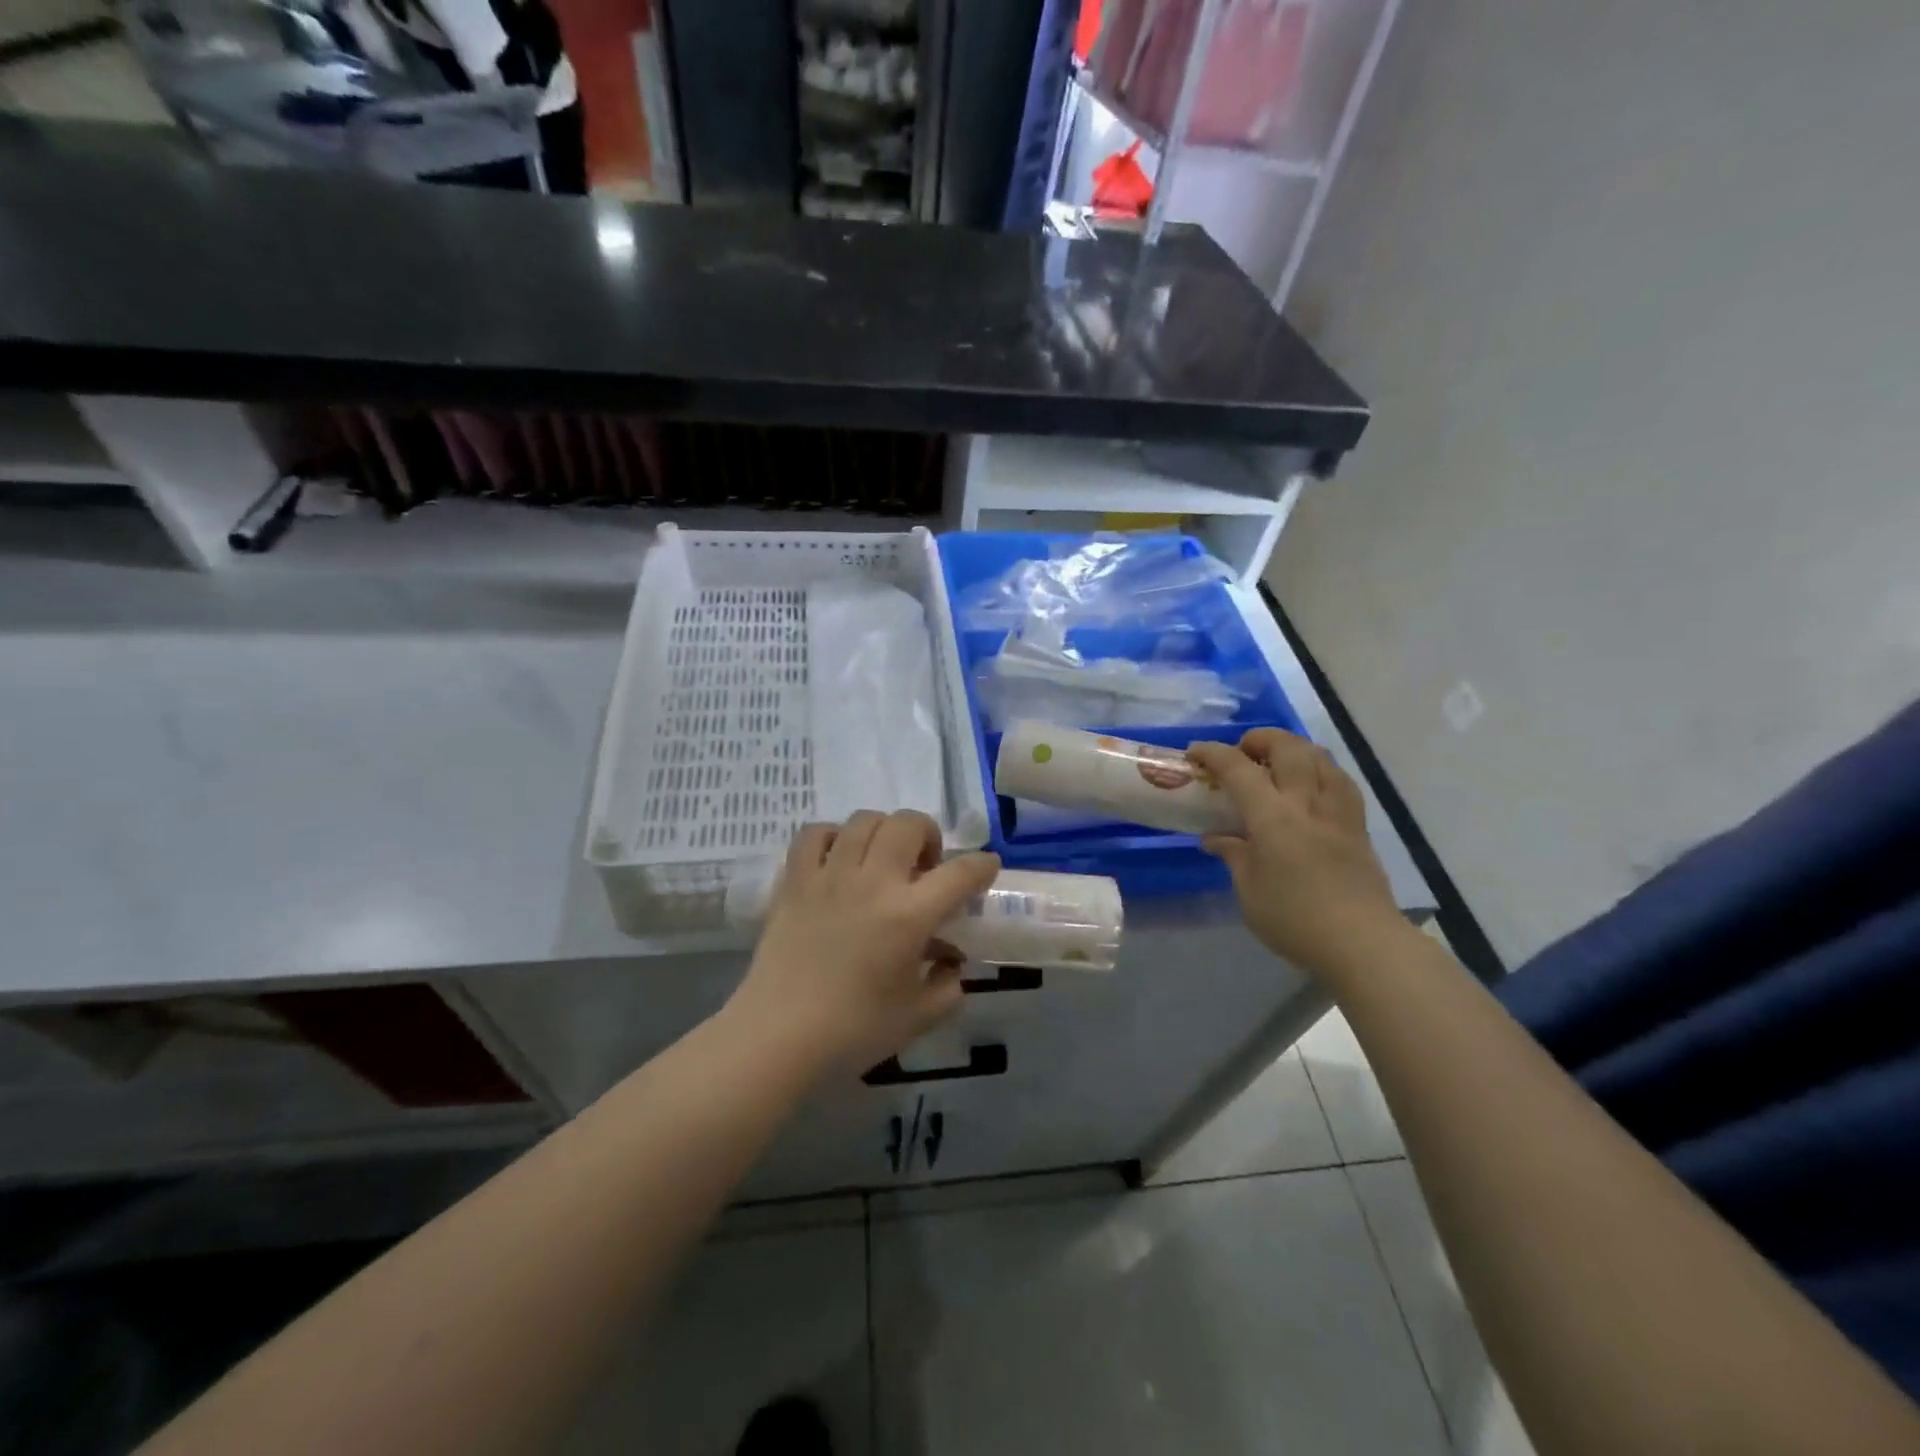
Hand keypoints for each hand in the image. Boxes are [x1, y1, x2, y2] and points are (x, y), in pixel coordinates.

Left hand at [727, 810, 1001, 1077]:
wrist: (778, 1036)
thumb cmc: (853, 1031)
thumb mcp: (917, 1017)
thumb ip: (947, 987)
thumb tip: (951, 964)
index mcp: (910, 915)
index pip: (960, 873)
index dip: (982, 865)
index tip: (985, 868)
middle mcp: (873, 882)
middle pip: (909, 824)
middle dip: (928, 835)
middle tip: (926, 865)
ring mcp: (830, 875)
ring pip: (864, 820)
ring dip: (884, 832)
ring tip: (883, 859)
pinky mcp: (795, 880)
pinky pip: (815, 834)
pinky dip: (833, 836)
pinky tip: (839, 859)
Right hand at [1188, 730, 1401, 979]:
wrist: (1362, 942)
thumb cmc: (1294, 919)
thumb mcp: (1249, 891)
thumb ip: (1233, 855)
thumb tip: (1215, 838)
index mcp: (1272, 817)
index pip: (1238, 768)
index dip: (1213, 753)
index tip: (1195, 753)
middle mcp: (1307, 802)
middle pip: (1287, 747)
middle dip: (1260, 739)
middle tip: (1242, 753)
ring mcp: (1338, 811)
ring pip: (1319, 756)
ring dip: (1293, 749)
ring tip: (1276, 763)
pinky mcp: (1358, 826)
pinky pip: (1340, 780)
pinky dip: (1320, 770)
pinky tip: (1312, 785)